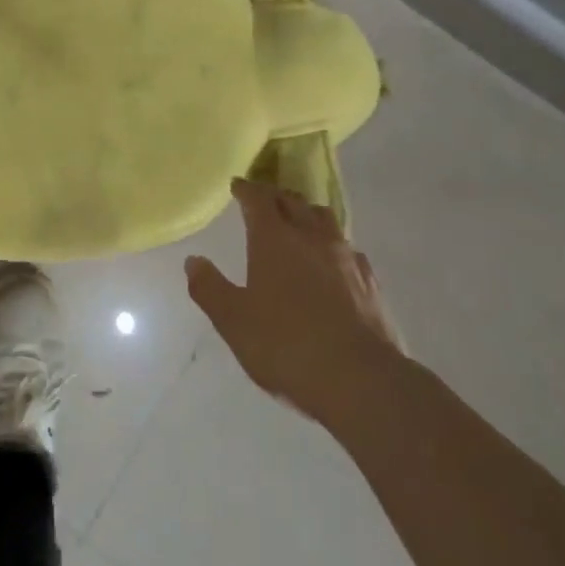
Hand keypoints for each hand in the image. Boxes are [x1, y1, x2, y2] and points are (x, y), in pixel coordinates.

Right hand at [186, 176, 401, 428]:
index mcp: (274, 239)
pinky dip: (334, 246)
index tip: (238, 185)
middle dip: (276, 197)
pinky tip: (334, 263)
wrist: (361, 380)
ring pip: (325, 220)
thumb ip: (210, 288)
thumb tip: (193, 261)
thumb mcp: (233, 321)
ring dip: (308, 215)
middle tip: (265, 201)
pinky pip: (349, 250)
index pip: (259, 199)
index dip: (247, 189)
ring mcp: (346, 258)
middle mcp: (311, 237)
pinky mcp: (370, 282)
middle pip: (294, 202)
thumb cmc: (286, 346)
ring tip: (300, 223)